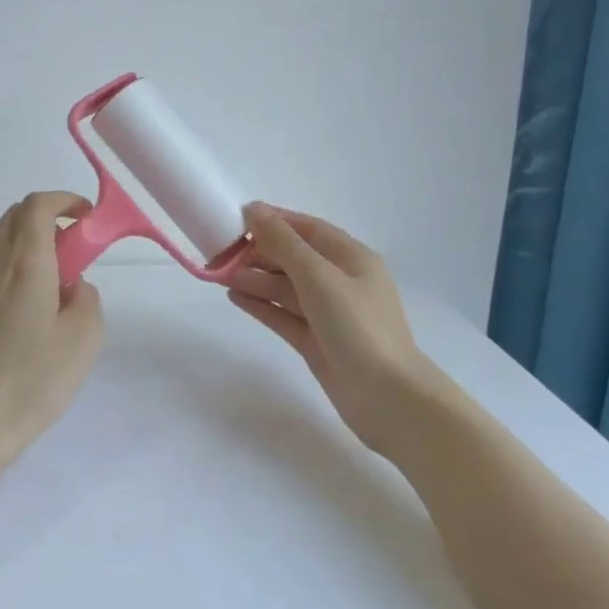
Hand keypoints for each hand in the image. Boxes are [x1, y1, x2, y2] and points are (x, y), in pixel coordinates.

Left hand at [0, 190, 104, 468]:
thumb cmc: (29, 383)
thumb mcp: (83, 341)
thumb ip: (87, 299)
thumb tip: (73, 288)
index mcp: (24, 264)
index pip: (37, 205)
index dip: (64, 201)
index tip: (85, 218)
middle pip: (13, 219)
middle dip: (46, 222)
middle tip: (71, 255)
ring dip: (25, 253)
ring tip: (46, 300)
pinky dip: (5, 280)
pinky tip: (14, 326)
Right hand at [226, 204, 443, 455]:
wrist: (388, 399)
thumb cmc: (358, 328)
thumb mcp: (319, 277)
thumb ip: (284, 243)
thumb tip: (254, 210)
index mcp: (351, 258)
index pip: (308, 229)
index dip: (274, 220)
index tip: (236, 217)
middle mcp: (341, 282)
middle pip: (294, 258)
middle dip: (260, 252)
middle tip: (221, 252)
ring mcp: (328, 314)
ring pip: (286, 288)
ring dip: (256, 279)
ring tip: (220, 275)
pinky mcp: (316, 342)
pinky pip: (284, 315)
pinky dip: (261, 305)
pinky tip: (235, 296)